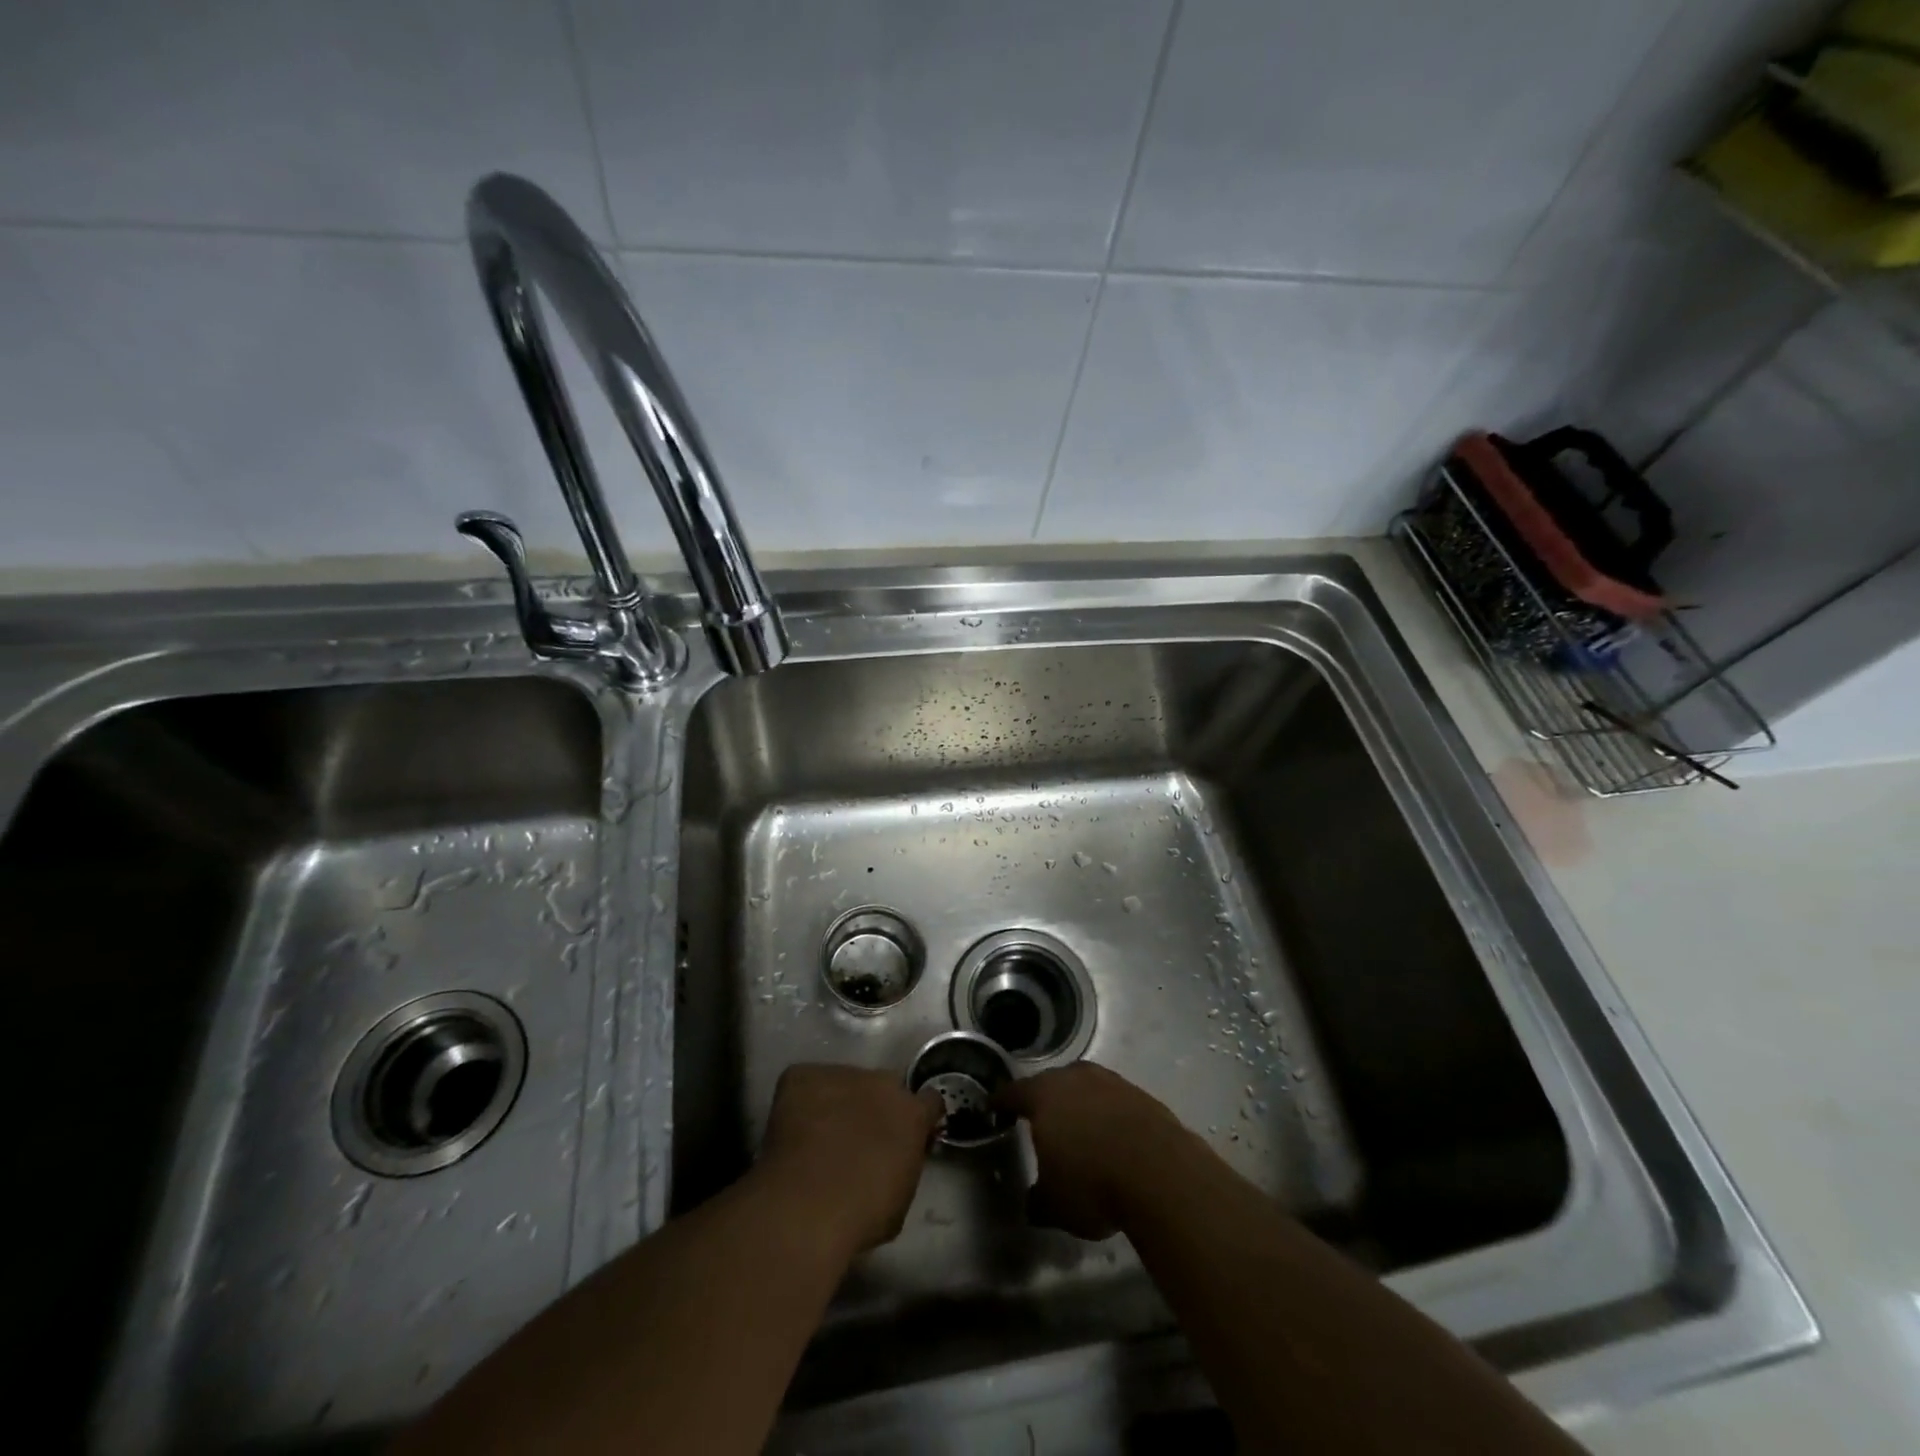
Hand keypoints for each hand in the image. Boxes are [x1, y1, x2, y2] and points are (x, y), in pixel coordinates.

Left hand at [756, 1063, 941, 1257]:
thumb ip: (903, 1165)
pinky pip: (807, 1082)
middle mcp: (881, 1083)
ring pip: (844, 1083)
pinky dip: (803, 1101)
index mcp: (912, 1114)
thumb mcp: (900, 1199)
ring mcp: (841, 1075)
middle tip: (859, 1140)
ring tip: (820, 1137)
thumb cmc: (861, 1216)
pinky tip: (794, 1130)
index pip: (928, 1101)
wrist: (806, 1206)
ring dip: (839, 1104)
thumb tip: (895, 1160)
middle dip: (877, 1108)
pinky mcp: (803, 1076)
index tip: (908, 1138)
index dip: (918, 1118)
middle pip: (884, 1087)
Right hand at [997, 1062, 1192, 1240]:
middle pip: (1051, 1083)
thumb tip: (1033, 1202)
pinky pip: (1114, 1101)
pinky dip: (1108, 1115)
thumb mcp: (1055, 1205)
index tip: (994, 1107)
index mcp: (1043, 1096)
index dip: (1002, 1102)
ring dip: (1080, 1105)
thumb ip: (1038, 1200)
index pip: (1014, 1093)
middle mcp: (1074, 1078)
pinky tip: (1114, 1140)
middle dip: (1044, 1100)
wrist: (1160, 1171)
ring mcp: (1110, 1082)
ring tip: (1080, 1130)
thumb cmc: (1093, 1184)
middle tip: (1039, 1120)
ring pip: (1085, 1088)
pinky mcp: (1140, 1094)